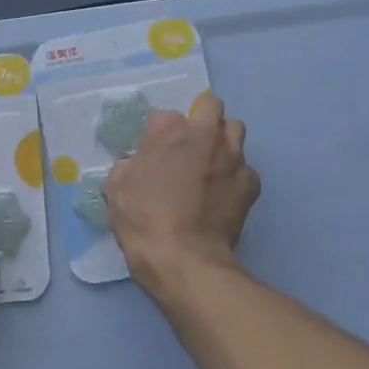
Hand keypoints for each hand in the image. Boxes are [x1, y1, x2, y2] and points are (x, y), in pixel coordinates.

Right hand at [104, 89, 259, 297]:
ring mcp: (233, 157)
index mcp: (170, 131)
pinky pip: (246, 169)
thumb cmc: (143, 221)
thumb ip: (128, 167)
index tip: (155, 154)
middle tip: (189, 148)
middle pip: (212, 108)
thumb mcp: (116, 190)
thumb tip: (136, 165)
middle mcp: (206, 135)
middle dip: (202, 121)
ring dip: (223, 142)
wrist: (185, 259)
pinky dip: (235, 177)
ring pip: (235, 131)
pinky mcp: (251, 183)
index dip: (160, 135)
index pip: (166, 116)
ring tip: (211, 166)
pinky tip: (223, 196)